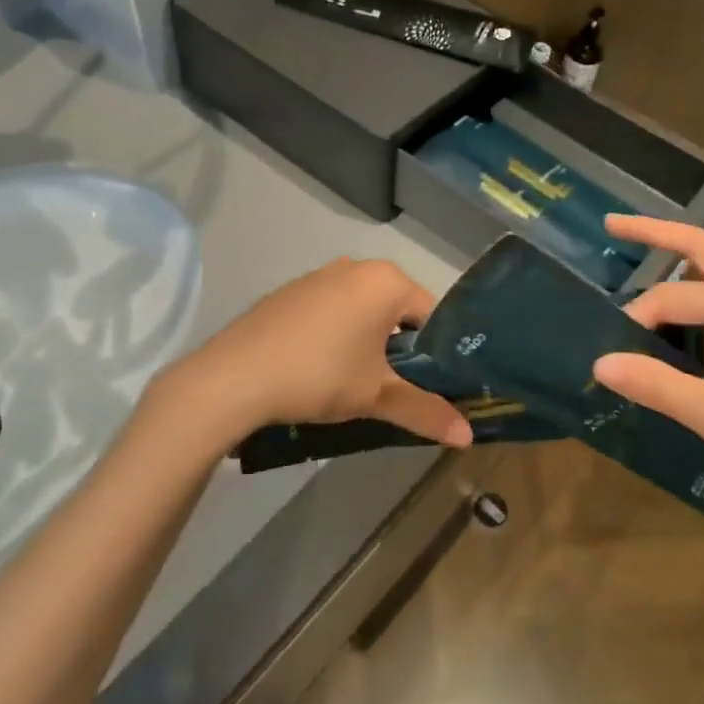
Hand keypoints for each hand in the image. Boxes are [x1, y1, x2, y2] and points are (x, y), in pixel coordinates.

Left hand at [160, 258, 473, 449]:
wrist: (234, 377)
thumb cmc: (320, 376)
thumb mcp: (378, 396)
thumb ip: (426, 412)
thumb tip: (469, 436)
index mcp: (386, 281)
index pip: (432, 314)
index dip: (436, 353)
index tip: (429, 386)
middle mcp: (355, 267)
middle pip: (396, 310)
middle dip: (400, 348)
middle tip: (393, 388)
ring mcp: (318, 276)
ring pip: (362, 310)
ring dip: (367, 342)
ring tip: (355, 383)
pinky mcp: (290, 292)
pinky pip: (330, 311)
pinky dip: (335, 335)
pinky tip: (319, 369)